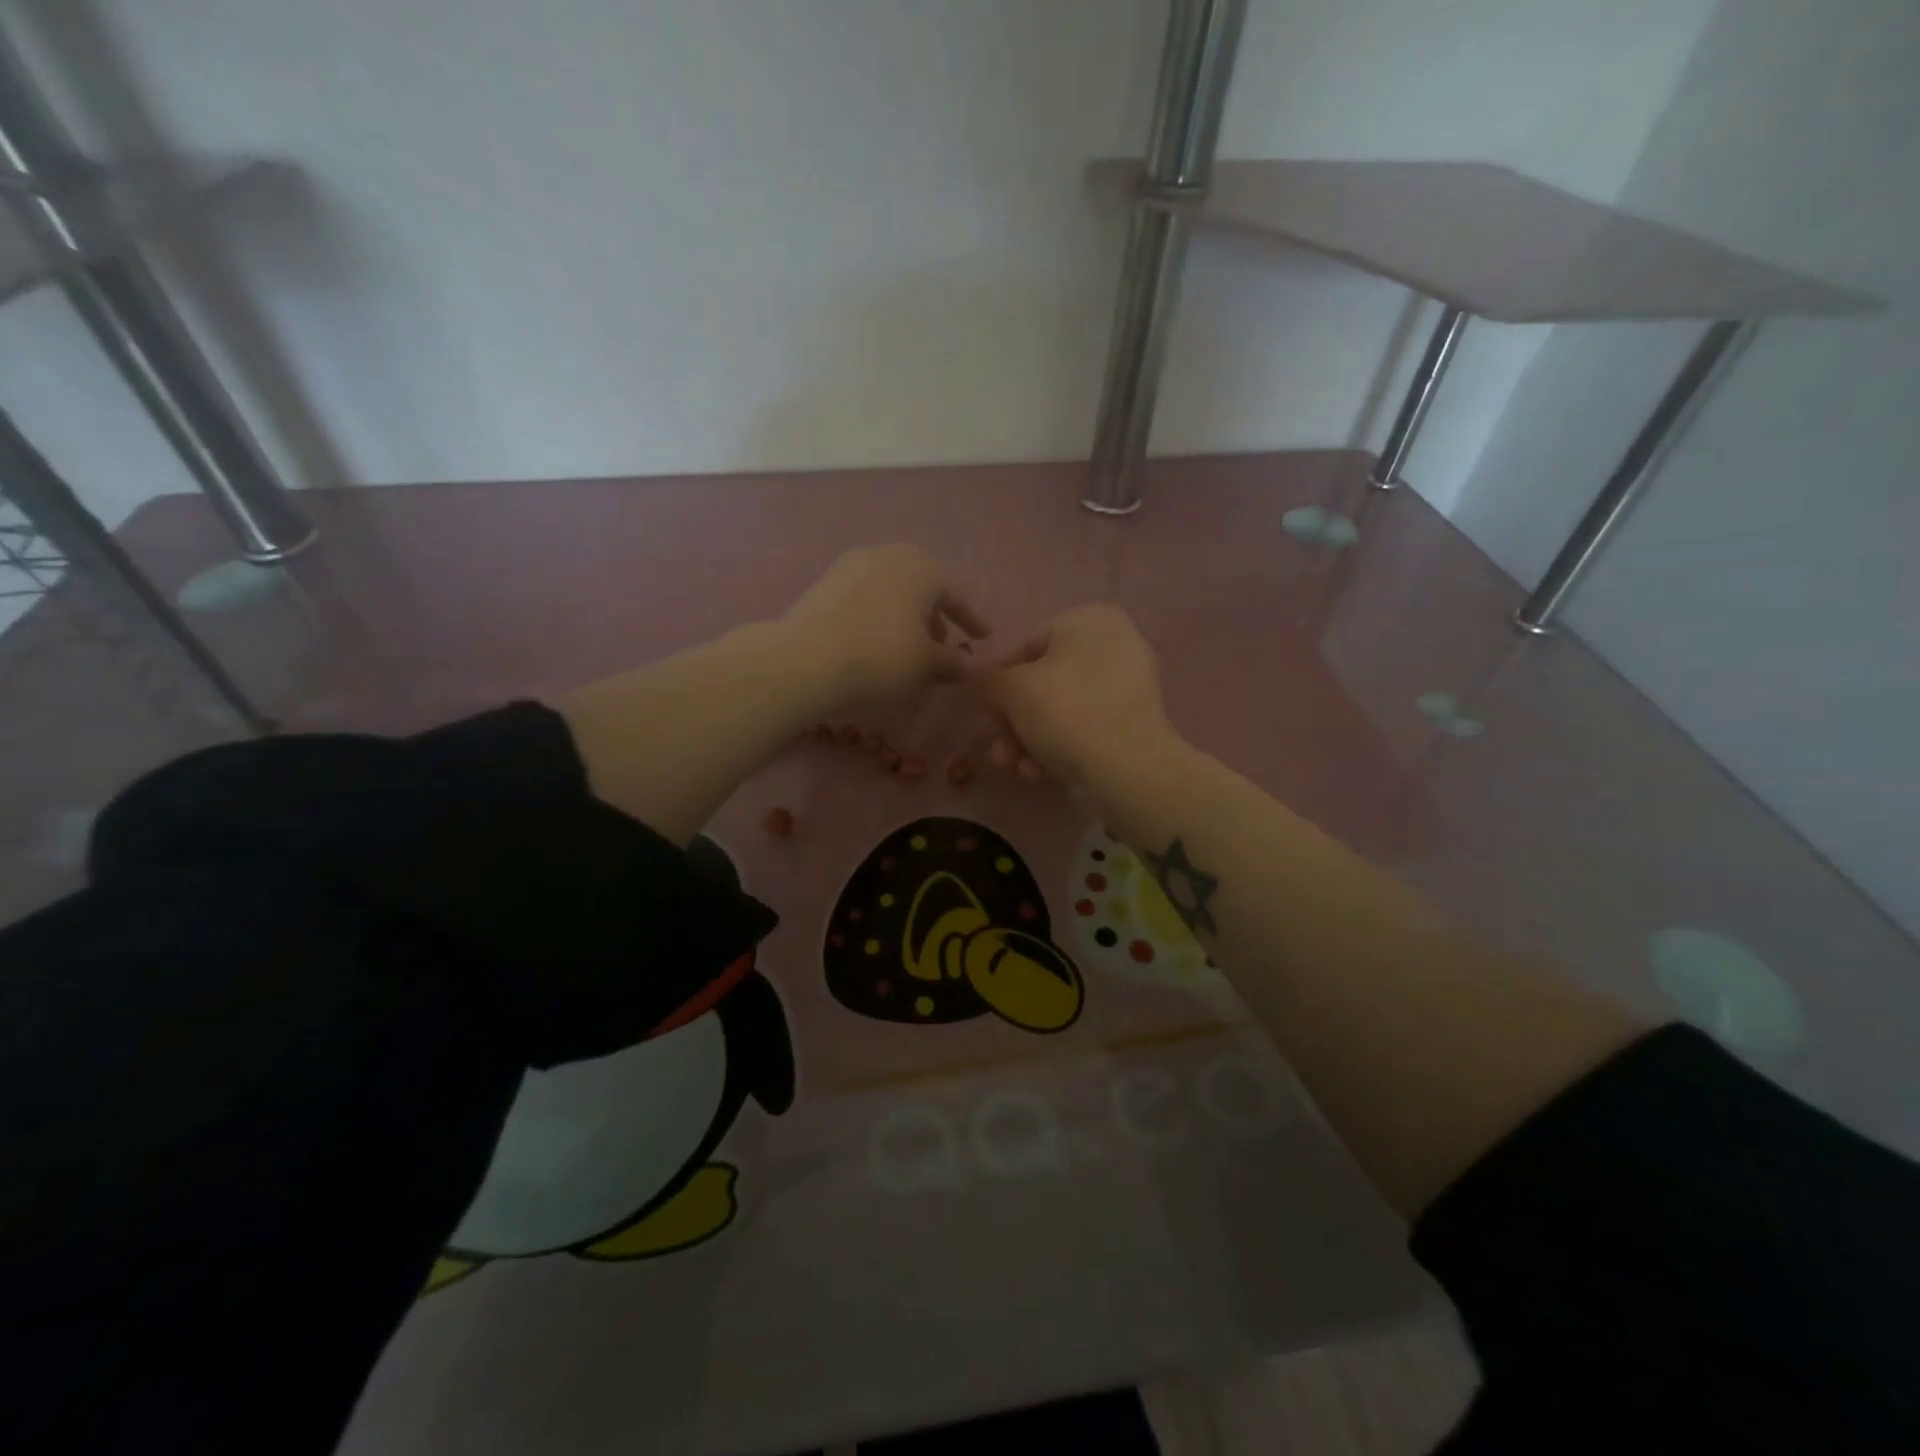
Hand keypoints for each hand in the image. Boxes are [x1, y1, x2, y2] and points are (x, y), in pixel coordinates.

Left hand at [781, 545, 989, 709]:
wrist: (806, 659)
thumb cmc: (882, 656)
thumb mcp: (926, 664)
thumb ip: (952, 662)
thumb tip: (968, 666)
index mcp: (921, 567)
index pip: (955, 595)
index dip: (971, 620)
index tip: (983, 637)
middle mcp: (887, 555)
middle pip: (921, 586)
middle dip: (935, 615)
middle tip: (943, 642)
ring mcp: (851, 566)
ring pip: (891, 590)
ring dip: (905, 616)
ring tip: (909, 647)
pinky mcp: (824, 583)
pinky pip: (865, 598)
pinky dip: (878, 617)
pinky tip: (876, 642)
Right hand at [977, 603, 1174, 791]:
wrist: (1126, 770)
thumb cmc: (1066, 712)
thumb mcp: (1012, 689)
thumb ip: (988, 679)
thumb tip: (982, 680)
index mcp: (1091, 620)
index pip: (1028, 646)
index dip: (999, 681)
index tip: (985, 711)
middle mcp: (1114, 645)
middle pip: (1044, 684)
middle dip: (1013, 721)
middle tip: (997, 749)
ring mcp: (1127, 687)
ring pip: (1061, 711)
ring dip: (1028, 741)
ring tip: (1013, 767)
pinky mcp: (1133, 725)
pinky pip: (1084, 730)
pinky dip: (1058, 749)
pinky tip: (1041, 774)